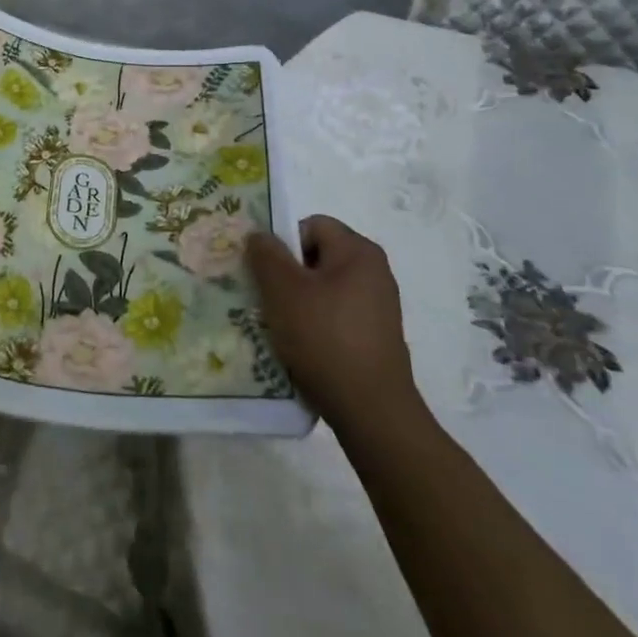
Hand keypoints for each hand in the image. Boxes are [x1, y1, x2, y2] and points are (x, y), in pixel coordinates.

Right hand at [247, 216, 419, 428]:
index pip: (311, 225)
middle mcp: (374, 273)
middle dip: (286, 274)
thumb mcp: (283, 290)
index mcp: (358, 252)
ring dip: (296, 302)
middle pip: (316, 257)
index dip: (283, 243)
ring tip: (278, 326)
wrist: (371, 410)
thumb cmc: (324, 338)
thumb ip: (266, 255)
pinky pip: (334, 316)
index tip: (264, 272)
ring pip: (322, 289)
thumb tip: (260, 235)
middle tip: (265, 298)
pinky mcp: (374, 337)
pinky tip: (298, 346)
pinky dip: (313, 325)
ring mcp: (377, 307)